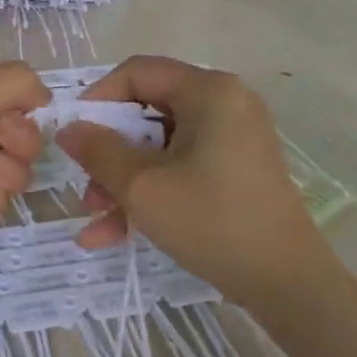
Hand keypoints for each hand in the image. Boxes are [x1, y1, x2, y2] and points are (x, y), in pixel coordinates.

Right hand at [55, 55, 331, 308]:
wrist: (288, 284)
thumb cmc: (212, 222)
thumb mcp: (142, 186)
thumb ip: (98, 150)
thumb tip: (68, 128)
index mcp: (208, 91)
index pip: (137, 72)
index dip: (97, 100)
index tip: (74, 136)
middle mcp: (224, 103)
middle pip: (147, 111)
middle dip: (109, 154)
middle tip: (85, 188)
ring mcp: (233, 137)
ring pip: (159, 146)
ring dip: (124, 181)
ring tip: (97, 221)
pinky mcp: (235, 169)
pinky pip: (181, 167)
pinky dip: (151, 192)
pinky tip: (116, 234)